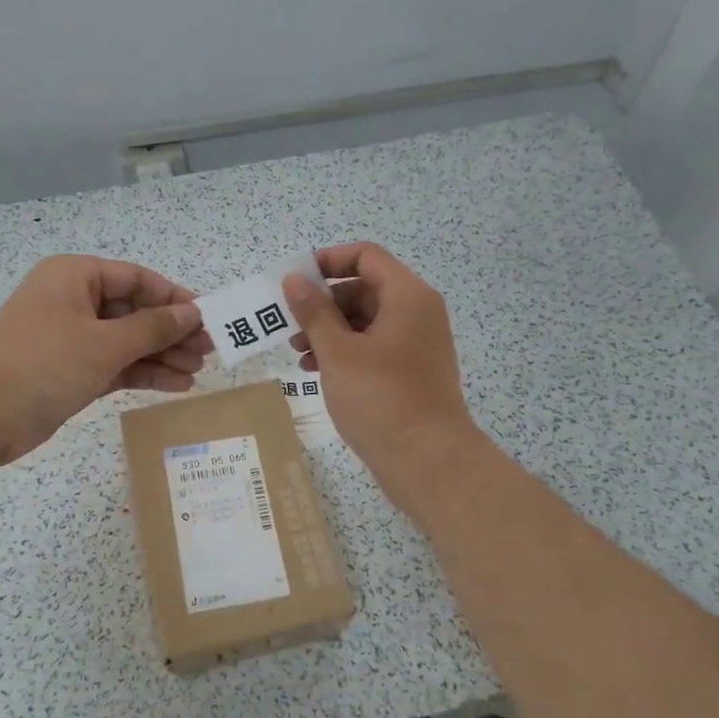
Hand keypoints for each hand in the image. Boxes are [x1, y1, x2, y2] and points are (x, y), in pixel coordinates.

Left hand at [0, 256, 210, 464]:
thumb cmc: (43, 362)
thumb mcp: (105, 342)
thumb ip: (153, 328)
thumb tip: (192, 313)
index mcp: (76, 277)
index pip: (137, 279)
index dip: (175, 298)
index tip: (208, 318)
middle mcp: (73, 302)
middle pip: (134, 311)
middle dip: (171, 332)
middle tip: (208, 351)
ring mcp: (70, 339)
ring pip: (126, 342)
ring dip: (161, 356)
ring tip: (197, 372)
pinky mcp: (68, 372)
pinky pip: (114, 366)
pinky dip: (141, 374)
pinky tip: (174, 385)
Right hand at [283, 243, 482, 512]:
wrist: (428, 461)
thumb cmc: (381, 398)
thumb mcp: (338, 352)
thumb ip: (314, 312)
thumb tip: (295, 279)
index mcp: (407, 297)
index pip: (366, 257)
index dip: (328, 261)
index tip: (296, 281)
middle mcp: (417, 313)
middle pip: (364, 288)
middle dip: (323, 303)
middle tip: (290, 325)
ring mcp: (416, 344)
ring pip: (366, 321)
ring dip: (329, 330)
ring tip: (298, 354)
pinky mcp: (411, 371)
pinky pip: (374, 347)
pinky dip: (345, 352)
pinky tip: (316, 372)